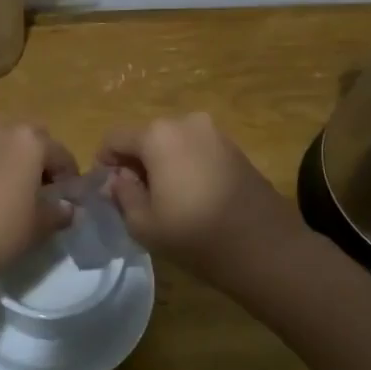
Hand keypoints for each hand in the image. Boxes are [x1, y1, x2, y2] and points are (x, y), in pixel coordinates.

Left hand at [0, 123, 79, 296]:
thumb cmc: (0, 230)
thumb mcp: (39, 225)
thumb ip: (59, 212)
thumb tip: (66, 208)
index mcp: (29, 141)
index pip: (61, 154)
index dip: (70, 178)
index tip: (69, 201)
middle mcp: (0, 132)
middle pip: (31, 141)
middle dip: (41, 162)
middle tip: (42, 193)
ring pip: (3, 147)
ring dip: (13, 164)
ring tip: (13, 198)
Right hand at [98, 114, 303, 285]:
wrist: (266, 247)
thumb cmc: (196, 235)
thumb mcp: (143, 223)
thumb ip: (122, 194)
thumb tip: (117, 179)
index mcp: (158, 135)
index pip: (115, 138)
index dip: (105, 162)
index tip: (109, 191)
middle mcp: (185, 122)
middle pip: (145, 137)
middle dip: (135, 162)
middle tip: (136, 198)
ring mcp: (214, 133)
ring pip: (172, 143)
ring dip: (162, 164)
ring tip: (166, 199)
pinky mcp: (234, 147)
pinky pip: (196, 149)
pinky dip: (185, 165)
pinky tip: (192, 196)